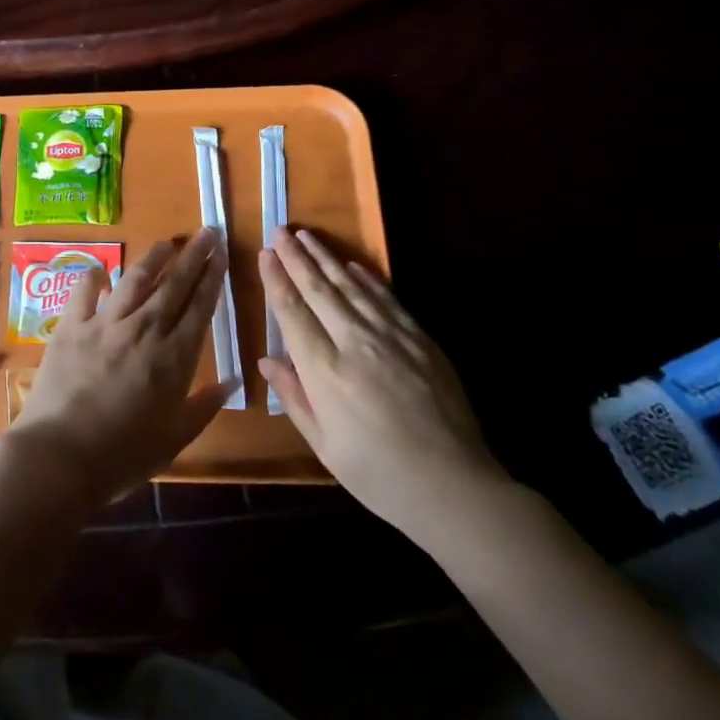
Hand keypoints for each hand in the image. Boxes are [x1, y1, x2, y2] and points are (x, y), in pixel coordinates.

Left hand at [6, 228, 231, 505]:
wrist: (61, 455)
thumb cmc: (123, 456)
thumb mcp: (174, 440)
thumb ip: (204, 407)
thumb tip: (232, 381)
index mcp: (173, 358)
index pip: (200, 307)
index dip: (213, 278)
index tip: (223, 254)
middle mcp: (144, 330)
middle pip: (174, 285)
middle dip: (194, 256)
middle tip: (208, 231)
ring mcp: (105, 324)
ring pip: (135, 279)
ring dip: (154, 257)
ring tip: (168, 242)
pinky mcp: (71, 326)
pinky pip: (84, 291)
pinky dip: (93, 277)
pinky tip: (100, 271)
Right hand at [257, 226, 511, 549]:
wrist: (455, 488)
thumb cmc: (379, 475)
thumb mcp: (324, 446)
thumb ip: (294, 398)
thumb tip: (266, 361)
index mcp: (325, 372)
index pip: (292, 313)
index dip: (276, 280)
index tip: (264, 254)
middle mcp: (355, 344)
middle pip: (319, 290)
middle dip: (296, 258)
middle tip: (280, 231)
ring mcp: (392, 339)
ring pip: (352, 287)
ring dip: (326, 259)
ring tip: (307, 236)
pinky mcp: (421, 341)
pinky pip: (388, 300)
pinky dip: (367, 279)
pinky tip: (353, 266)